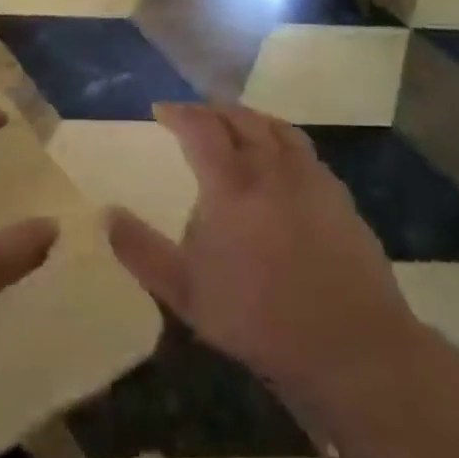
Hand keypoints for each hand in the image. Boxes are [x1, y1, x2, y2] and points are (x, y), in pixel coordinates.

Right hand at [105, 105, 418, 409]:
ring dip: (250, 117)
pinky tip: (280, 163)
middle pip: (241, 118)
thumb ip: (141, 251)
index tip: (161, 110)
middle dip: (213, 109)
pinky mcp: (340, 198)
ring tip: (236, 124)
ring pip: (278, 128)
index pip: (201, 127)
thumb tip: (106, 213)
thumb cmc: (259, 319)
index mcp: (231, 185)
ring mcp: (312, 180)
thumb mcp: (186, 293)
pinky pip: (305, 151)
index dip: (178, 112)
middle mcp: (272, 169)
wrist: (352, 348)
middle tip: (195, 114)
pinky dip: (282, 141)